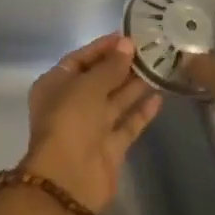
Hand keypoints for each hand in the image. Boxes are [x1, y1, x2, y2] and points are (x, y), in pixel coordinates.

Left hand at [21, 33, 161, 213]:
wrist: (69, 178)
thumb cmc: (70, 121)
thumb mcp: (88, 86)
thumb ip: (109, 67)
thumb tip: (127, 45)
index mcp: (55, 86)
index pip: (79, 60)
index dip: (102, 48)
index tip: (127, 36)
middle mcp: (71, 105)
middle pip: (99, 80)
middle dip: (121, 65)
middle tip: (150, 50)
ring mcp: (91, 128)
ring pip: (115, 101)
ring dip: (134, 86)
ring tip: (159, 67)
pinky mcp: (109, 148)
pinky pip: (127, 124)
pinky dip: (141, 111)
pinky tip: (159, 97)